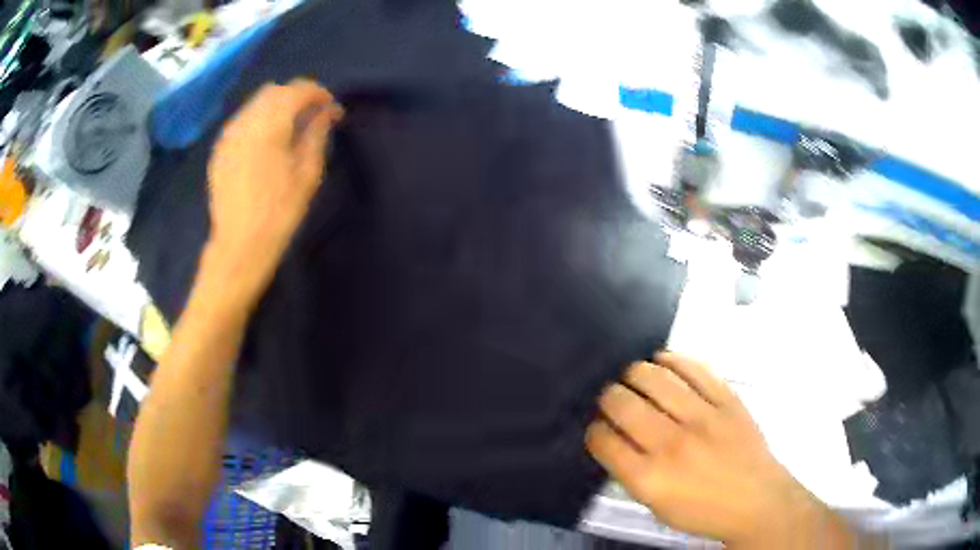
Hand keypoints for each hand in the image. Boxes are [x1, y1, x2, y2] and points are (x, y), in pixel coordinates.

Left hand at [202, 79, 343, 304]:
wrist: (240, 245)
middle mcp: (245, 122)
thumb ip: (317, 134)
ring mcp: (228, 135)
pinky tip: (267, 141)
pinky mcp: (220, 149)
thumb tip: (328, 111)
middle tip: (313, 116)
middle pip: (274, 91)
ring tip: (291, 129)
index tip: (332, 108)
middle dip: (297, 96)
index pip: (296, 90)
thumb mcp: (307, 173)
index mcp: (270, 126)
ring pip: (255, 103)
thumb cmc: (279, 212)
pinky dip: (259, 120)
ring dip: (277, 107)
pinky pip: (242, 120)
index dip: (318, 93)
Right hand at [587, 353, 854, 548]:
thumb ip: (631, 473)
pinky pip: (693, 368)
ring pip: (653, 377)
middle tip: (612, 398)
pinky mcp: (726, 399)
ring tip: (633, 376)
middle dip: (608, 397)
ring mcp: (702, 417)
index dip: (594, 430)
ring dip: (635, 373)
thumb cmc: (703, 510)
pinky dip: (672, 359)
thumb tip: (614, 440)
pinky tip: (663, 360)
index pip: (603, 440)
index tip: (598, 428)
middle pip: (622, 403)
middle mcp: (671, 444)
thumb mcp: (657, 506)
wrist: (757, 500)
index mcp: (649, 478)